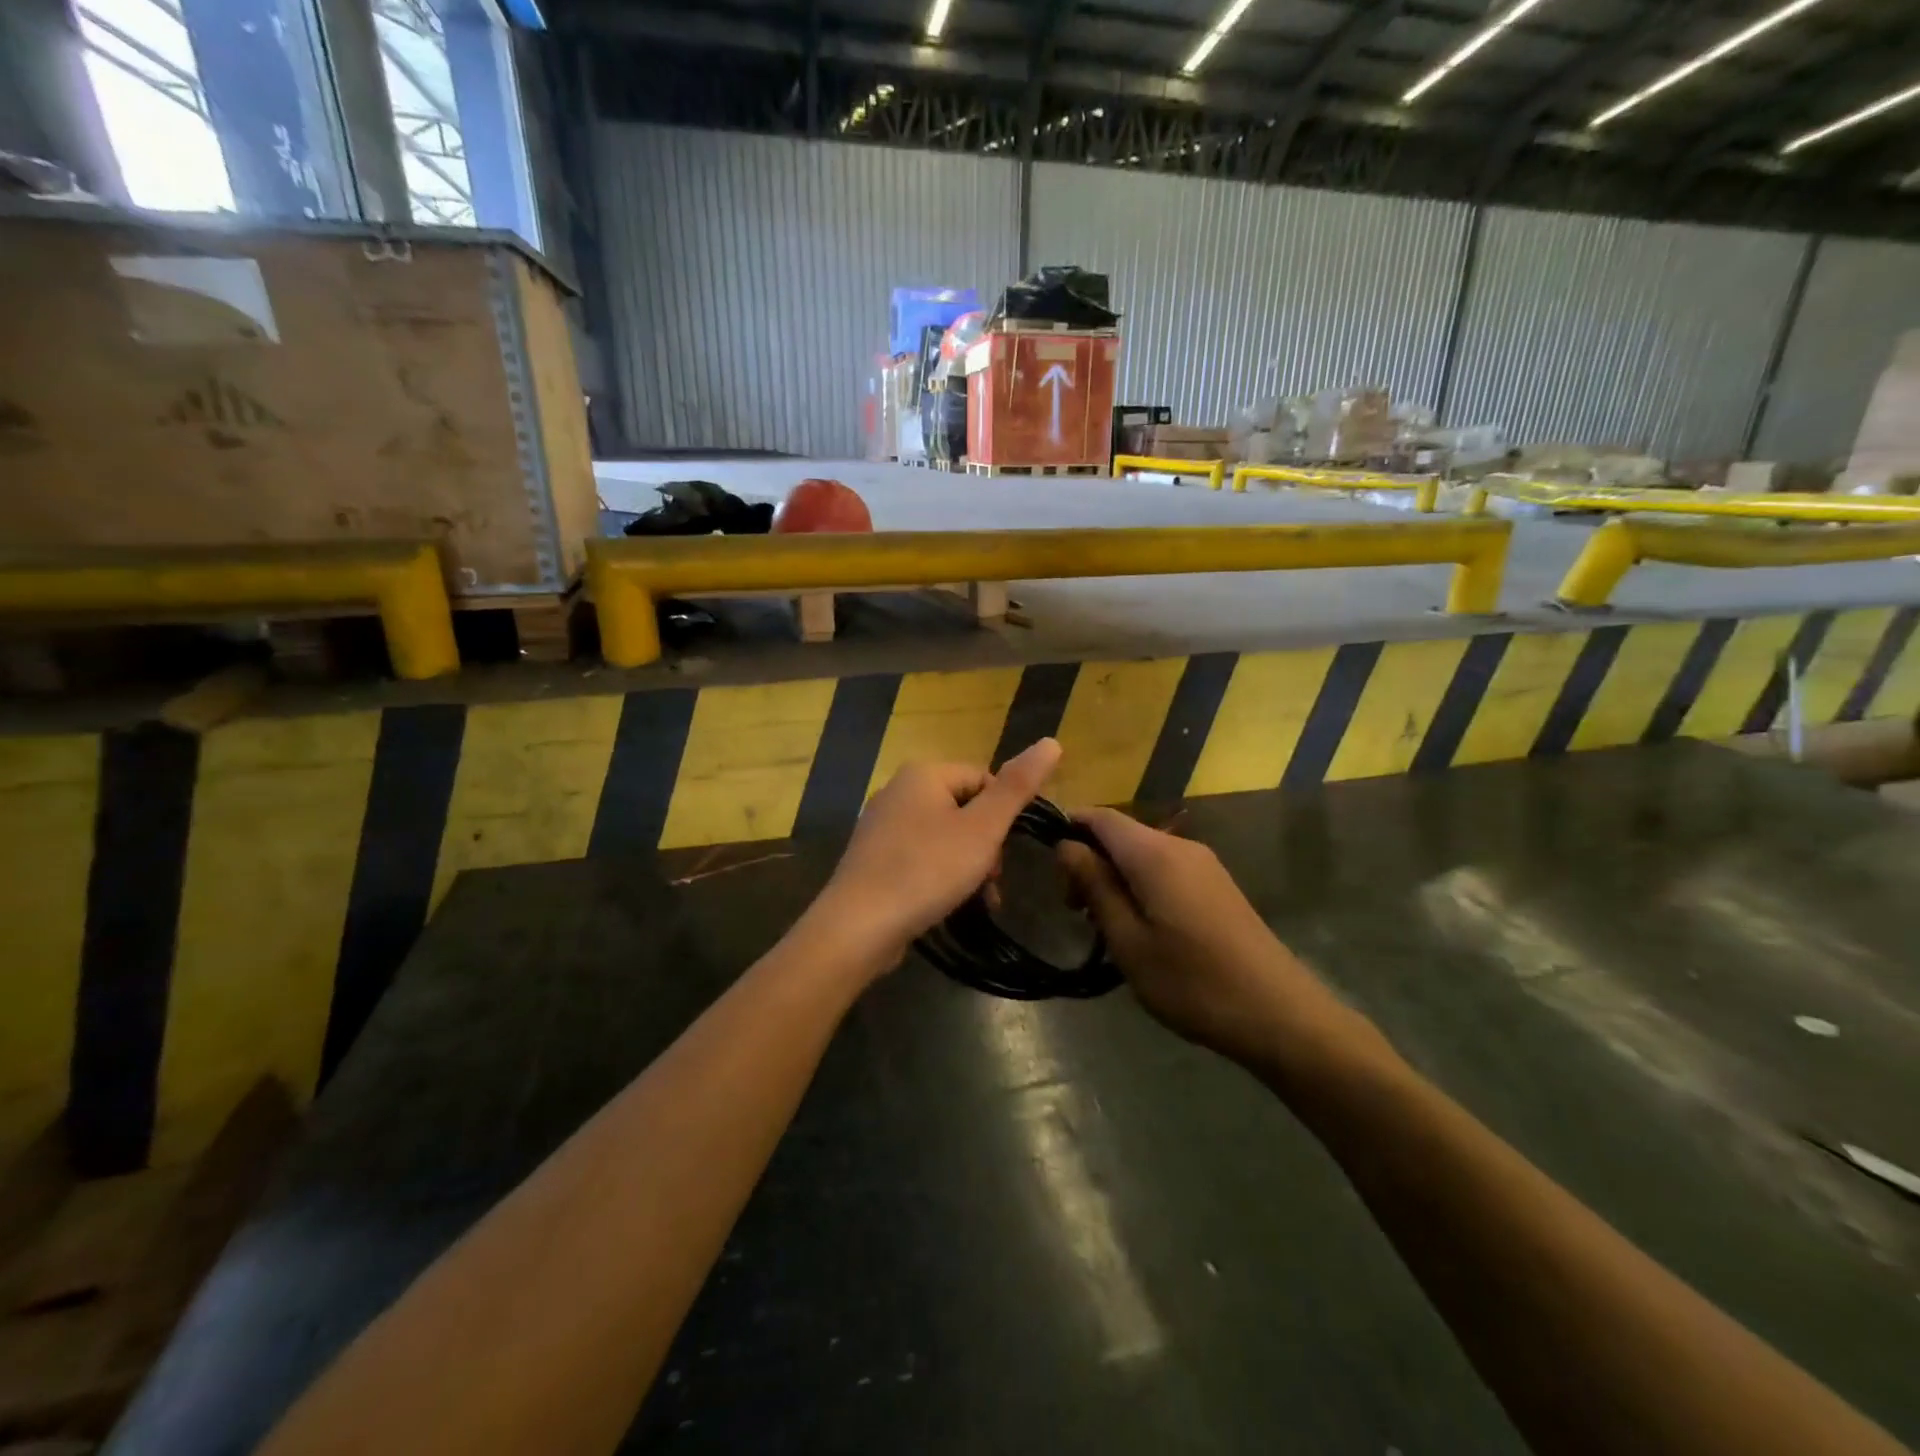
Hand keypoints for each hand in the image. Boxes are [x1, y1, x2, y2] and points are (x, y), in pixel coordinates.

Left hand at [813, 738, 1062, 967]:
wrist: (858, 926)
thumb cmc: (926, 870)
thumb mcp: (983, 829)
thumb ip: (1017, 787)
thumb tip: (1052, 741)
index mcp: (923, 773)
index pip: (983, 778)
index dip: (1003, 814)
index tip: (1007, 850)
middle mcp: (898, 790)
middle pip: (964, 808)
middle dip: (986, 844)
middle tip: (991, 879)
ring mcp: (882, 825)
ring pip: (944, 836)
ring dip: (968, 865)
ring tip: (977, 898)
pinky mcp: (874, 858)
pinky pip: (920, 857)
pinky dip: (940, 876)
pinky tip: (948, 905)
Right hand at [1056, 808, 1345, 1068]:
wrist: (1279, 1013)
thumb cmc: (1192, 981)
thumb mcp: (1128, 940)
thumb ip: (1095, 886)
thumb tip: (1066, 846)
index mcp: (1154, 853)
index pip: (1100, 816)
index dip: (1069, 829)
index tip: (1049, 869)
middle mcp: (1180, 846)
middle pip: (1121, 834)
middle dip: (1090, 862)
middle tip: (1075, 911)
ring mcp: (1203, 864)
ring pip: (1142, 854)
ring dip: (1114, 878)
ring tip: (1103, 926)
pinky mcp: (1216, 885)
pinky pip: (1165, 870)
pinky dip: (1140, 886)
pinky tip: (1140, 929)